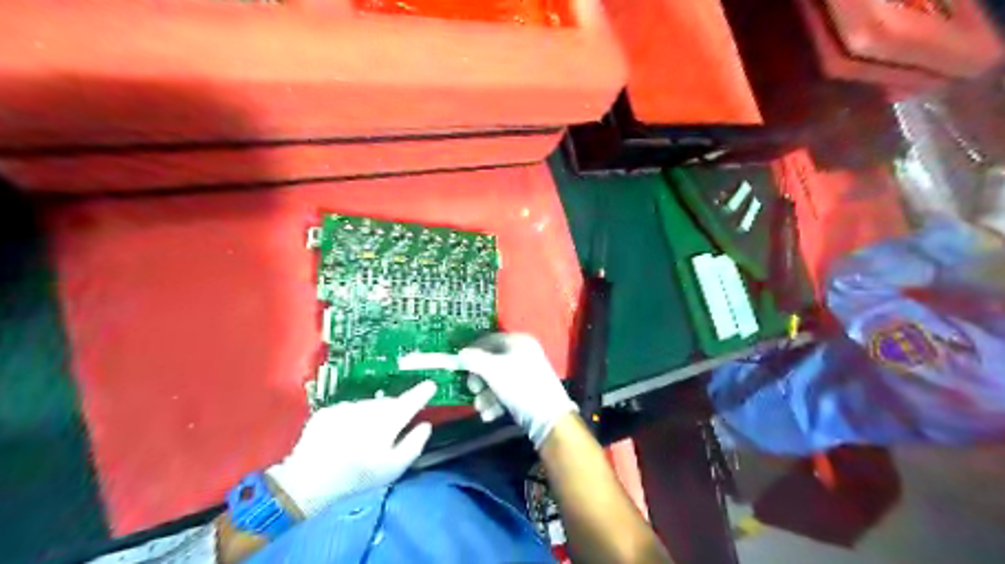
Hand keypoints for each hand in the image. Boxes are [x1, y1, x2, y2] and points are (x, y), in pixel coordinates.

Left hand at [267, 381, 436, 518]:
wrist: (307, 484)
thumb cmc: (357, 479)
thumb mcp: (393, 469)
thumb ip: (414, 444)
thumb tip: (425, 425)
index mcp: (387, 421)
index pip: (410, 401)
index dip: (422, 392)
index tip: (431, 385)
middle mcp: (367, 408)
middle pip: (388, 403)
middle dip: (394, 410)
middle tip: (394, 427)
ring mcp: (346, 408)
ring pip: (368, 405)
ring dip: (373, 414)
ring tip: (366, 437)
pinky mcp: (328, 412)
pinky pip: (349, 411)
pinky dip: (353, 419)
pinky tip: (346, 438)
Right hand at [458, 333, 577, 446]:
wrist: (548, 416)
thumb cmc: (519, 385)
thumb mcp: (492, 370)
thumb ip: (474, 360)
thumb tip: (461, 354)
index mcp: (518, 342)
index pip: (489, 340)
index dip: (472, 351)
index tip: (459, 364)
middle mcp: (523, 354)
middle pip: (491, 362)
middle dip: (478, 379)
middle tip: (472, 389)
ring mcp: (526, 374)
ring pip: (496, 380)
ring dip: (484, 395)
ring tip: (481, 408)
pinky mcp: (527, 392)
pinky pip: (505, 392)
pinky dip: (495, 403)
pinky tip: (489, 415)